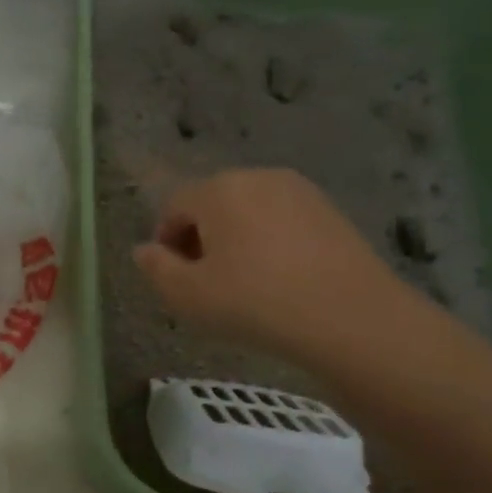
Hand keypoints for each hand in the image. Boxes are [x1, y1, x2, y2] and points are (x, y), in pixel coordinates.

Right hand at [132, 169, 408, 360]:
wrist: (347, 316)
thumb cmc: (253, 303)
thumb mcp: (187, 296)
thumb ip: (156, 269)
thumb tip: (143, 250)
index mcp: (218, 190)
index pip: (175, 206)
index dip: (165, 241)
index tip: (172, 278)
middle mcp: (258, 177)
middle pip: (213, 203)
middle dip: (200, 238)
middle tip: (203, 282)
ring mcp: (300, 191)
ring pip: (249, 211)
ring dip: (235, 240)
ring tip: (241, 284)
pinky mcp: (330, 211)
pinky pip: (282, 222)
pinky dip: (269, 243)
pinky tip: (277, 280)